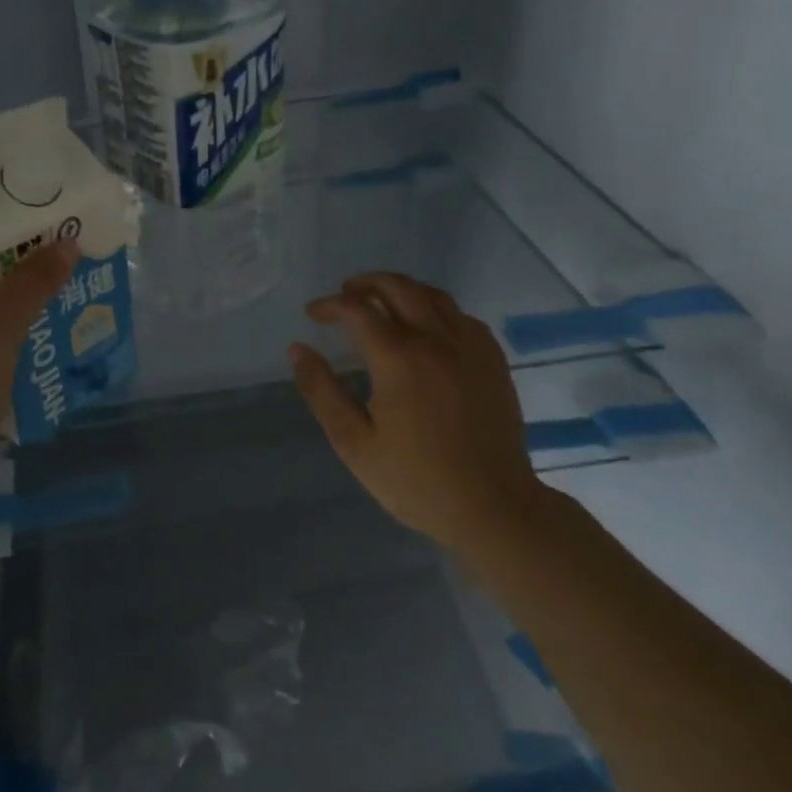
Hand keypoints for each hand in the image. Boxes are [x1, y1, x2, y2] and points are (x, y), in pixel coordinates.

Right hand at [288, 272, 543, 554]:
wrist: (492, 507)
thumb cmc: (415, 480)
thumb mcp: (354, 443)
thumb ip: (322, 391)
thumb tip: (298, 349)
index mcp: (399, 359)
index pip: (357, 310)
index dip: (330, 305)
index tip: (313, 314)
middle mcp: (436, 340)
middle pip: (398, 288)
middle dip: (365, 283)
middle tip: (344, 295)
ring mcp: (470, 347)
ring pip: (433, 295)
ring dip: (401, 289)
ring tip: (380, 302)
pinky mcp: (493, 360)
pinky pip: (461, 316)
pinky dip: (435, 308)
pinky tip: (426, 327)